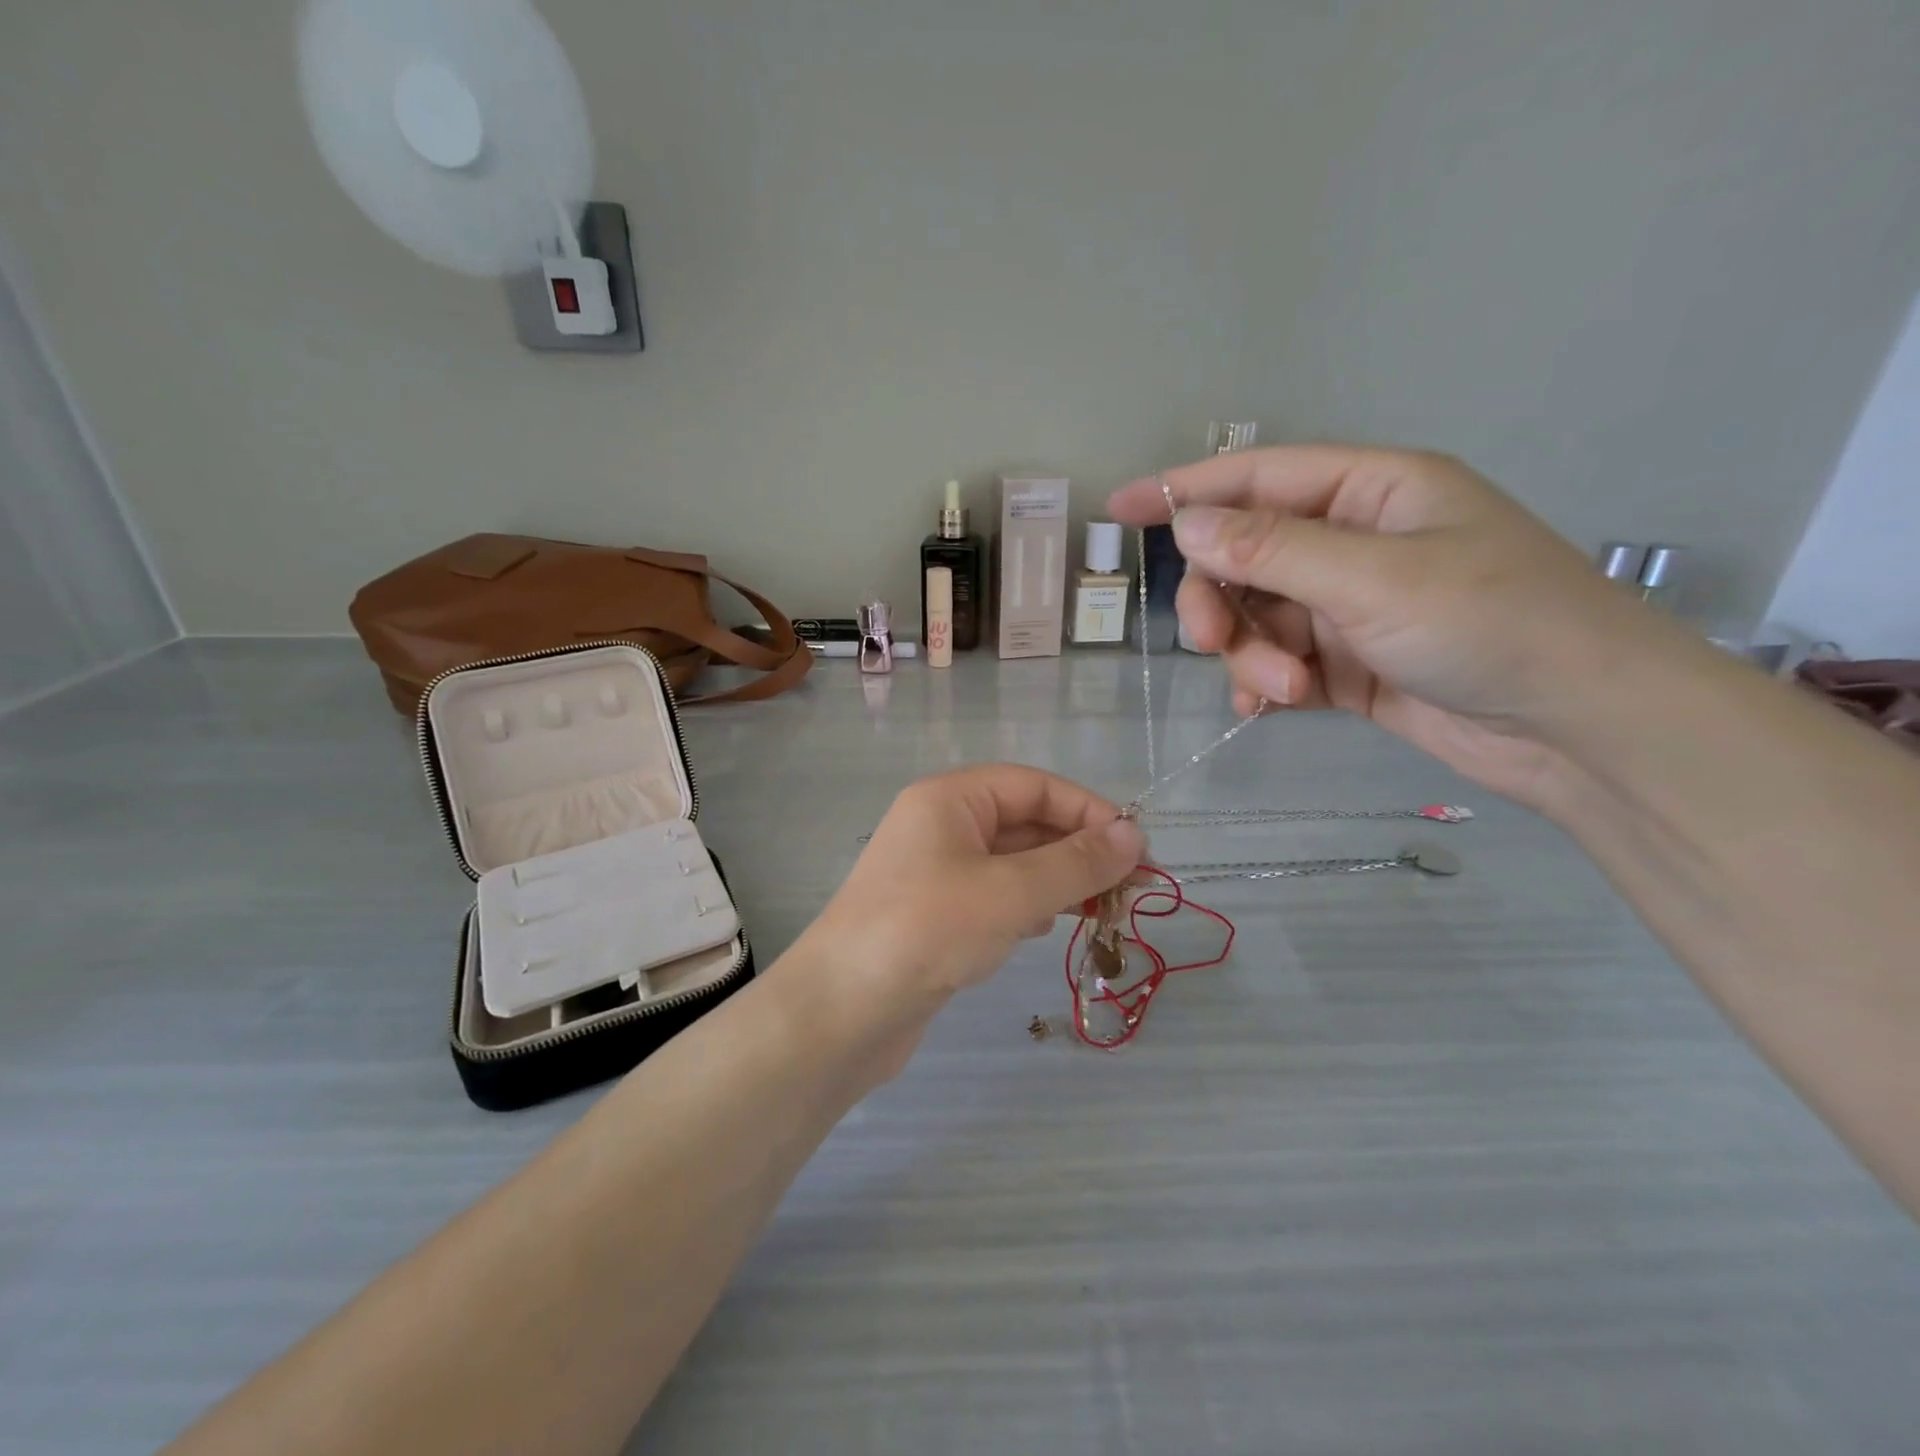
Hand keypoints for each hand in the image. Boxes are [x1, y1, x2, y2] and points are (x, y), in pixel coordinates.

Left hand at [798, 766, 1144, 1071]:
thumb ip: (1076, 863)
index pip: (1034, 786)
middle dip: (1080, 851)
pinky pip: (995, 896)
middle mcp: (941, 826)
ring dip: (1060, 880)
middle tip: (1133, 889)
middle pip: (1025, 823)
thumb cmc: (927, 932)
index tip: (1137, 848)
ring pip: (1013, 863)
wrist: (841, 1013)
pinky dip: (1029, 905)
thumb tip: (1135, 835)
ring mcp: (935, 873)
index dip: (1089, 811)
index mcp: (950, 799)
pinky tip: (1051, 926)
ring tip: (1104, 911)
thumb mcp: (1010, 892)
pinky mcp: (935, 916)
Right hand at [1107, 446, 1678, 805]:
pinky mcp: (1347, 663)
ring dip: (1250, 654)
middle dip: (1219, 601)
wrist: (1578, 728)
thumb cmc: (1492, 625)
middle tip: (1211, 642)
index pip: (1257, 477)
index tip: (1119, 508)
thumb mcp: (1374, 579)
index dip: (1184, 488)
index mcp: (1370, 492)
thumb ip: (1273, 550)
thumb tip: (1186, 524)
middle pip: (1244, 557)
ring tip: (1280, 688)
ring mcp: (1348, 606)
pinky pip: (1276, 661)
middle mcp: (1353, 542)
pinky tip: (1267, 705)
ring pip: (1255, 618)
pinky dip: (1262, 682)